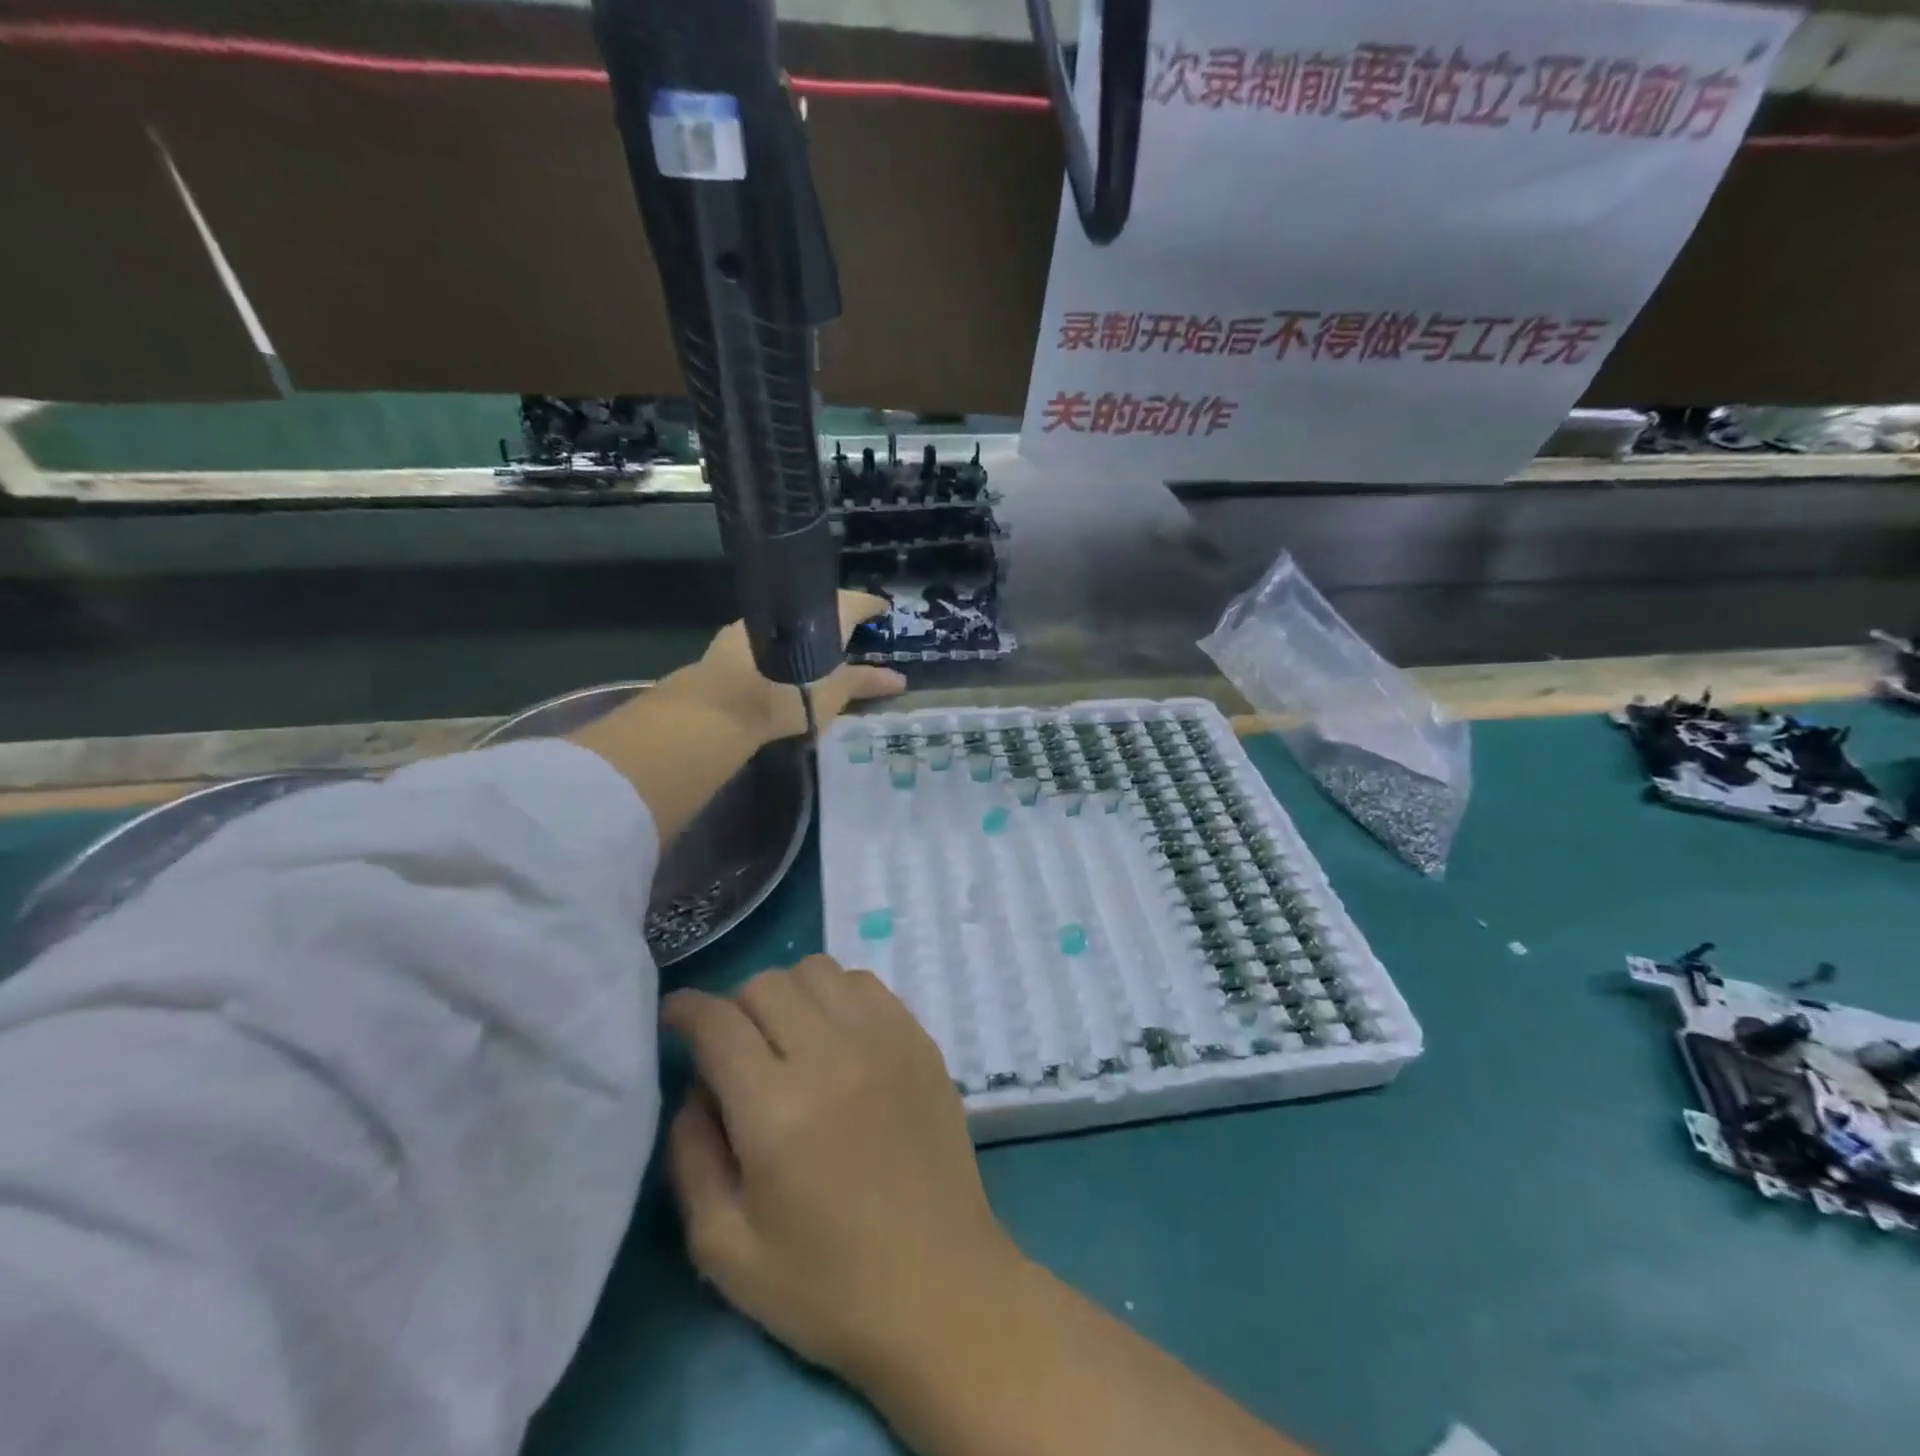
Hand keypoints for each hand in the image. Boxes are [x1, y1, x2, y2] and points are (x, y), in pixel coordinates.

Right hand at [663, 956, 1024, 1382]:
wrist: (940, 1287)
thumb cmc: (827, 1285)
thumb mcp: (725, 1249)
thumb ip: (691, 1157)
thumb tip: (694, 1089)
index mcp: (776, 1109)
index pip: (718, 1022)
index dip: (686, 1009)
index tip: (674, 1016)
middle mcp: (832, 1054)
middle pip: (766, 984)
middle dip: (734, 1006)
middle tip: (734, 1046)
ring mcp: (885, 1039)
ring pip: (819, 970)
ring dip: (789, 993)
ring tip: (788, 1037)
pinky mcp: (921, 1040)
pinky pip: (867, 983)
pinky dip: (838, 995)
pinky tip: (838, 1036)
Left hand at [686, 591, 905, 745]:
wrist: (721, 706)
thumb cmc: (789, 695)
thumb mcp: (834, 693)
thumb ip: (865, 683)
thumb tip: (900, 680)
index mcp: (820, 614)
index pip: (854, 601)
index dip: (870, 605)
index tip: (882, 609)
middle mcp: (788, 607)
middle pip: (820, 606)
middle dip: (837, 616)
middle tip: (852, 628)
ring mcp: (757, 620)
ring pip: (790, 618)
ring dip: (805, 627)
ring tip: (818, 644)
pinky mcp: (730, 638)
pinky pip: (767, 632)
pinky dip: (782, 639)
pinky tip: (782, 657)